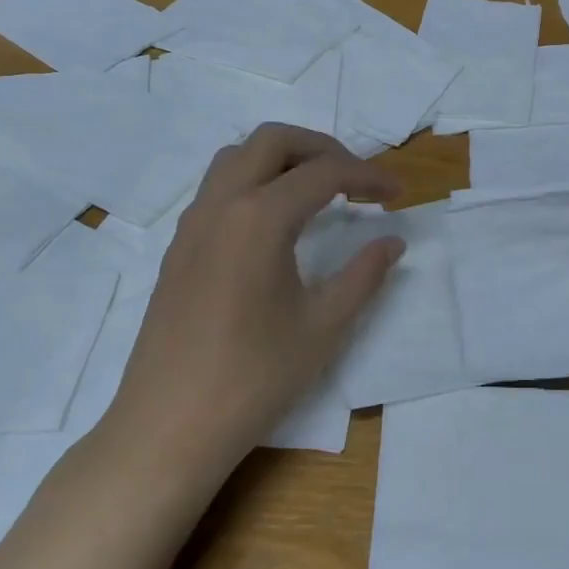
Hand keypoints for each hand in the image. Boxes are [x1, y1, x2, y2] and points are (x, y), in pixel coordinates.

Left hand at [100, 124, 404, 486]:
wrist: (168, 426)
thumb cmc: (254, 378)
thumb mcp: (323, 327)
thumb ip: (364, 275)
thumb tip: (393, 241)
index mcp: (259, 218)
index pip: (324, 173)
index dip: (369, 176)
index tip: (399, 194)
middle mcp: (221, 205)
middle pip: (273, 141)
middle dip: (322, 148)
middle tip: (356, 180)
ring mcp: (192, 224)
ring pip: (237, 157)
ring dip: (282, 159)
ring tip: (316, 192)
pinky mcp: (177, 247)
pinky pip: (217, 187)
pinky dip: (253, 181)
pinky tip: (274, 223)